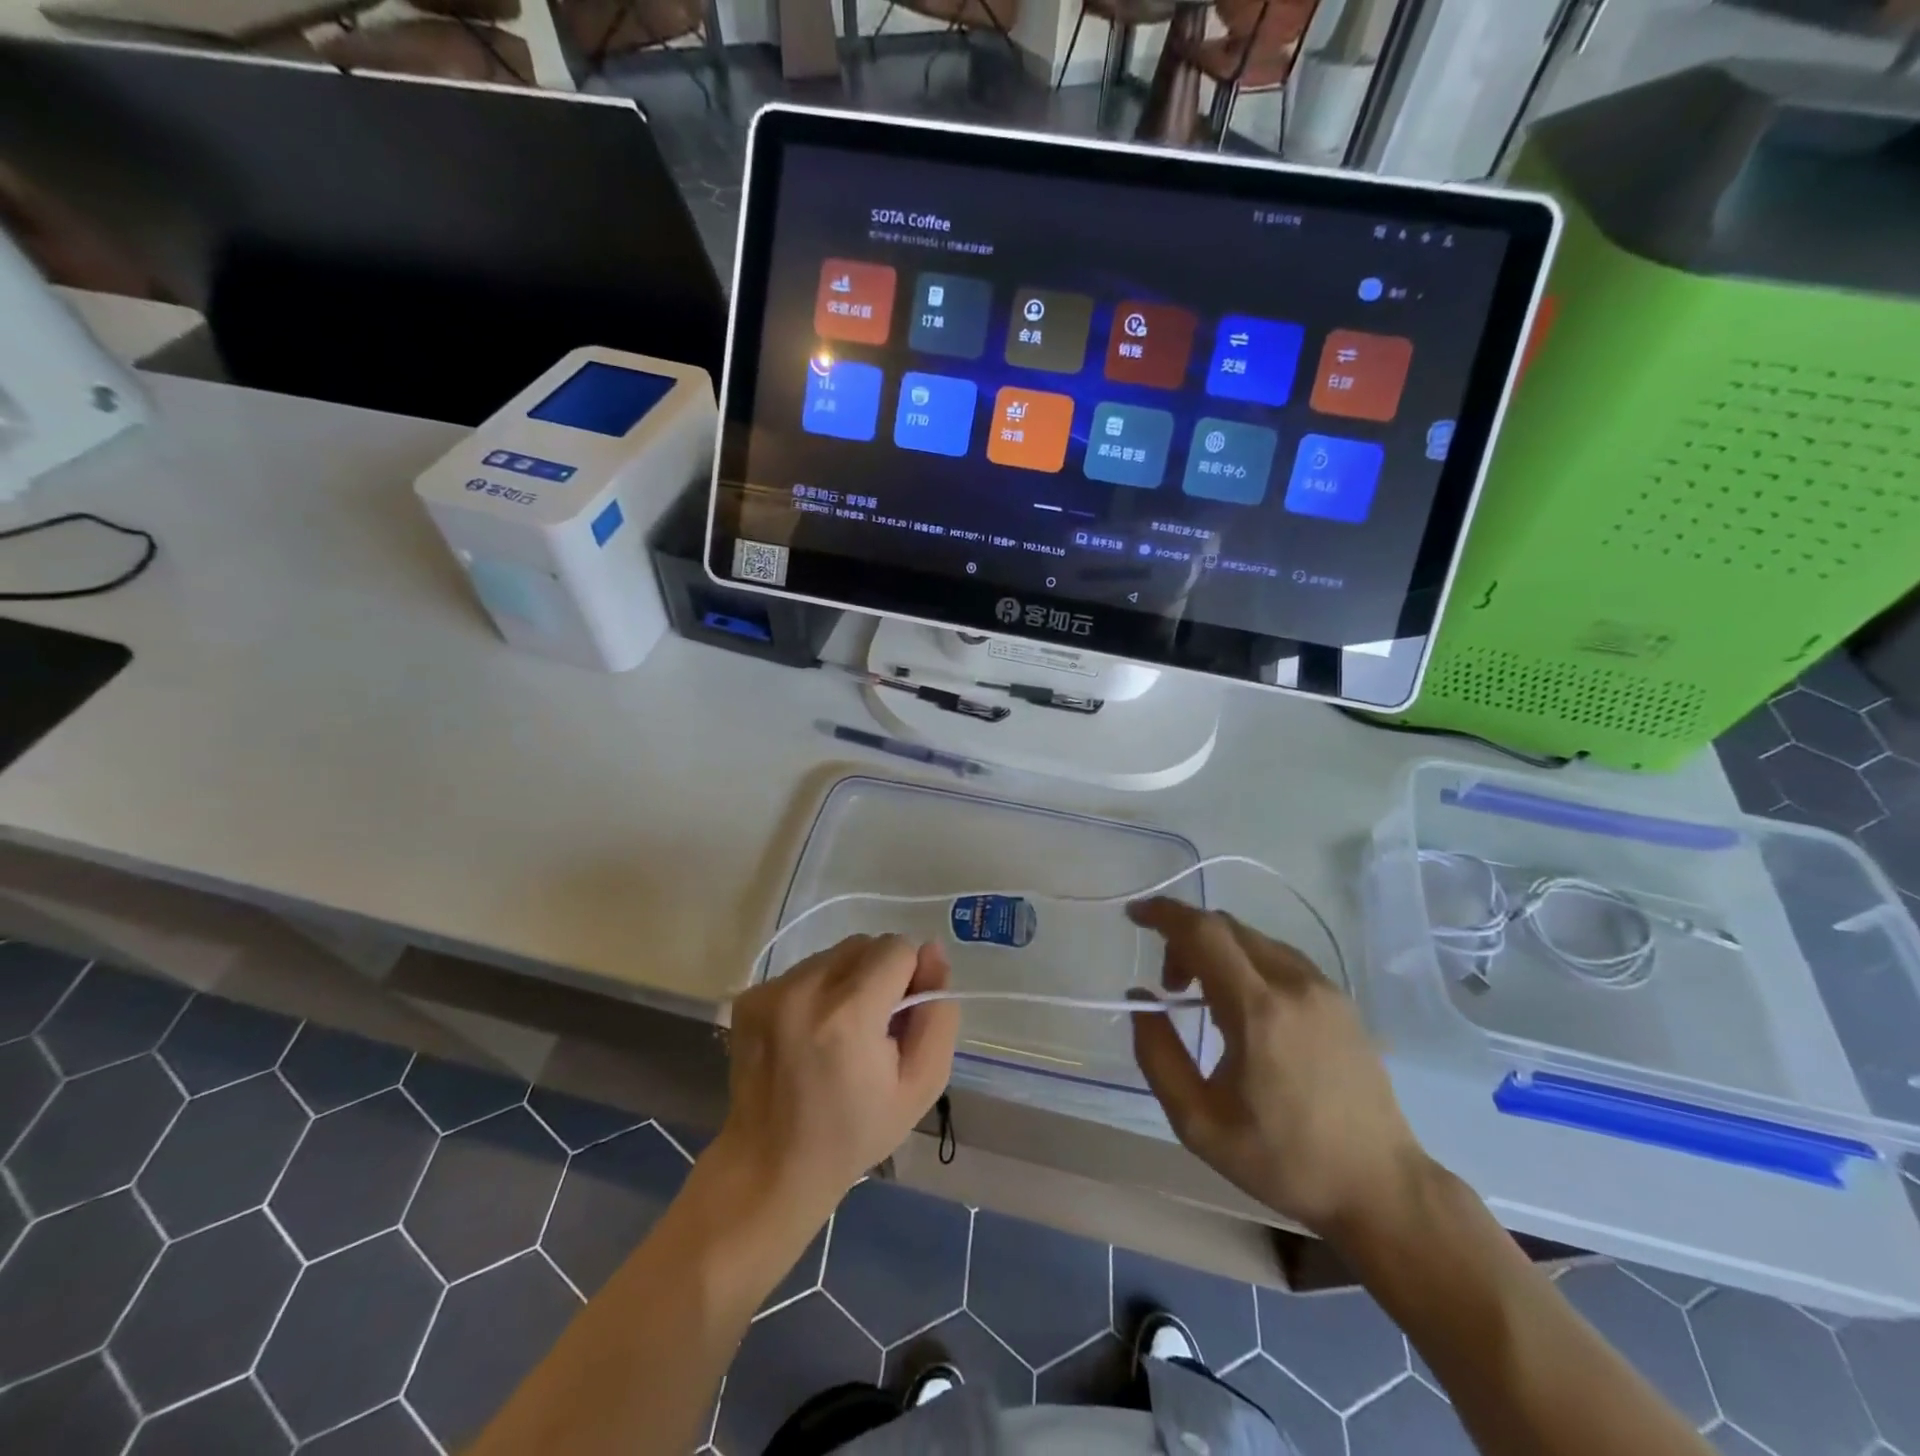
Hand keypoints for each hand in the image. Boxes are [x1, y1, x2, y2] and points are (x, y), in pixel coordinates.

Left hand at [715, 934, 960, 1231]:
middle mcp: (804, 990)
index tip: (899, 1021)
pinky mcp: (750, 995)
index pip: (898, 948)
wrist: (771, 1167)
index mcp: (849, 1015)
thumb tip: (932, 952)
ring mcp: (771, 991)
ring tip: (840, 1032)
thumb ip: (937, 1013)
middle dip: (880, 975)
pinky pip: (804, 969)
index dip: (910, 979)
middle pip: (865, 945)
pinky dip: (817, 991)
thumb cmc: (855, 1132)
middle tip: (873, 1029)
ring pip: (835, 954)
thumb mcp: (921, 1085)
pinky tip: (810, 1033)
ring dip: (848, 980)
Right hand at [1128, 898, 1427, 1239]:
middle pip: (1226, 927)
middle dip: (1185, 938)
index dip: (1164, 914)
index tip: (1135, 914)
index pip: (1203, 933)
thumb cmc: (1283, 1160)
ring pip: (1253, 939)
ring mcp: (1323, 989)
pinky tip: (1244, 1004)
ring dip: (1216, 949)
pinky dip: (1246, 960)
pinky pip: (1280, 956)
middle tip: (1169, 984)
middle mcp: (1293, 984)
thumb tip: (1139, 998)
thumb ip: (1157, 1055)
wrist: (1381, 1188)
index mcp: (1257, 1011)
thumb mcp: (1199, 1123)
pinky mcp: (1340, 1000)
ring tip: (1203, 997)